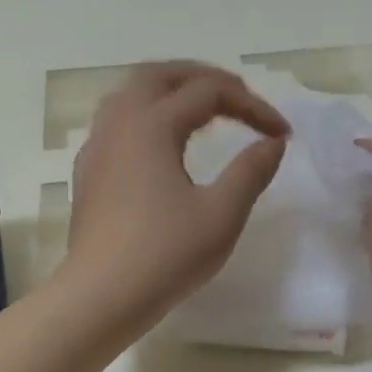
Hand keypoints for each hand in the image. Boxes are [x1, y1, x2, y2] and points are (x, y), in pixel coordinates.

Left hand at [62, 63, 289, 336]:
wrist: (100, 296)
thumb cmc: (164, 255)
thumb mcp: (221, 215)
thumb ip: (250, 172)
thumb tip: (272, 144)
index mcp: (152, 125)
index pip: (210, 93)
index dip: (252, 106)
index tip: (282, 133)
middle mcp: (120, 123)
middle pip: (162, 74)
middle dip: (205, 78)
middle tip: (239, 98)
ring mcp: (98, 146)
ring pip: (132, 93)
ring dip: (171, 90)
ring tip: (203, 111)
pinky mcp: (89, 170)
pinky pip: (118, 120)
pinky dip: (148, 114)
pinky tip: (163, 144)